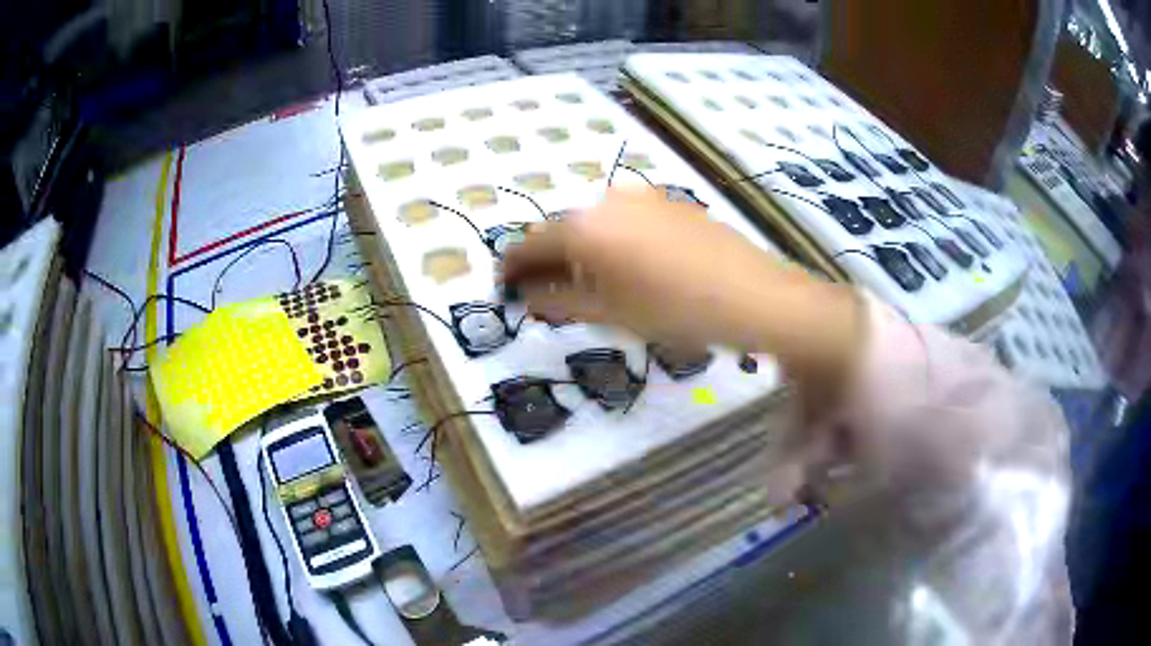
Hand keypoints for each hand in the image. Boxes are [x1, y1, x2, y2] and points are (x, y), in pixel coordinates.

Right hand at [501, 187, 864, 402]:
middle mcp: (607, 201)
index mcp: (585, 228)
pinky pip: (624, 220)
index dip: (512, 267)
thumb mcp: (609, 313)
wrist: (754, 295)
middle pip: (562, 232)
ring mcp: (642, 197)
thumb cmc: (675, 311)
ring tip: (587, 286)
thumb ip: (557, 302)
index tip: (504, 287)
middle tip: (545, 295)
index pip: (530, 245)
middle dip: (548, 263)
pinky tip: (627, 268)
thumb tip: (527, 295)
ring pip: (594, 225)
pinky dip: (611, 242)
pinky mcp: (669, 202)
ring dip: (580, 253)